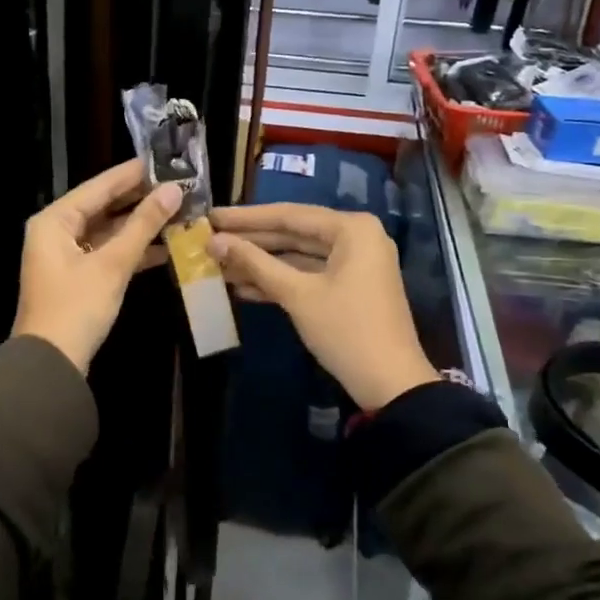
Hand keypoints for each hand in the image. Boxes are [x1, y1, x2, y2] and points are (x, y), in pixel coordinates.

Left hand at [13, 160, 182, 372]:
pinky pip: (108, 253)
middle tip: (178, 185)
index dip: (133, 173)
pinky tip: (166, 246)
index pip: (99, 186)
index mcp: (55, 220)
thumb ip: (143, 225)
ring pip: (108, 231)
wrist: (51, 365)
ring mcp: (67, 256)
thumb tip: (173, 190)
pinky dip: (133, 250)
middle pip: (104, 206)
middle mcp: (57, 231)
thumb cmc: (76, 307)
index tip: (165, 160)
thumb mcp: (112, 264)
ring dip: (140, 225)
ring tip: (179, 212)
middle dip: (140, 199)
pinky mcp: (79, 278)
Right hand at [208, 204, 438, 410]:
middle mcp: (356, 237)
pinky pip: (308, 274)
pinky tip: (242, 287)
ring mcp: (354, 263)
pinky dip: (279, 280)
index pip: (289, 215)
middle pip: (293, 233)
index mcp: (351, 229)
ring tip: (218, 265)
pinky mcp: (349, 286)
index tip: (212, 217)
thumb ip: (255, 263)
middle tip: (209, 239)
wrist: (390, 384)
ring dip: (261, 263)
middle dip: (251, 241)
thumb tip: (214, 242)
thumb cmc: (345, 330)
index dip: (246, 218)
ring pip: (298, 255)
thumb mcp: (297, 294)